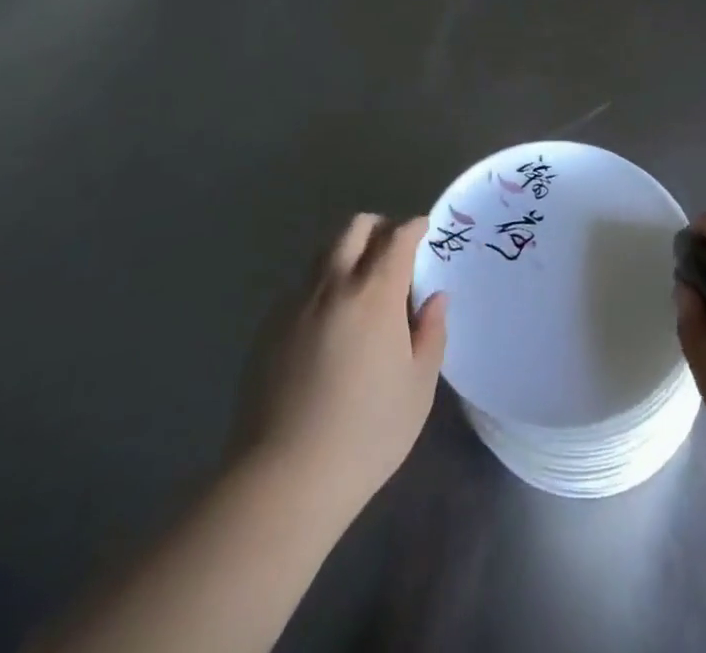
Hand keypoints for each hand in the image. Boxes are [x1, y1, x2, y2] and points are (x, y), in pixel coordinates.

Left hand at [241, 214, 446, 518]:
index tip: (424, 230)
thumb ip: (431, 333)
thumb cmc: (366, 434)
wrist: (284, 478)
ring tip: (362, 285)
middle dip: (378, 227)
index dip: (413, 227)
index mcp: (374, 294)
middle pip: (354, 228)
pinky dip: (324, 285)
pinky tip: (330, 323)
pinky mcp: (269, 327)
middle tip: (394, 251)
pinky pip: (302, 286)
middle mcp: (333, 285)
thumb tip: (435, 297)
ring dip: (348, 252)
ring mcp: (296, 304)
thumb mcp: (418, 388)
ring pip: (324, 252)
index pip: (396, 237)